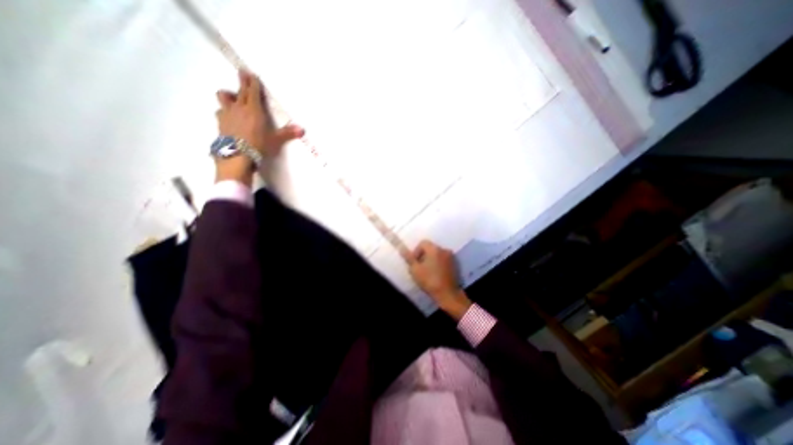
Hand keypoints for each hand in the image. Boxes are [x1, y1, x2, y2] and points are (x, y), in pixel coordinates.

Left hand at [216, 69, 303, 184]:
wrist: (237, 155)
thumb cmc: (259, 145)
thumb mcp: (275, 140)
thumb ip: (287, 133)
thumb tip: (302, 130)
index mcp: (254, 109)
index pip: (252, 91)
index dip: (252, 82)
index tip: (250, 73)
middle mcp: (239, 108)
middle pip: (239, 91)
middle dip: (242, 82)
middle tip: (243, 74)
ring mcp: (227, 114)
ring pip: (224, 97)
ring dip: (228, 96)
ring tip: (232, 99)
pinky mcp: (220, 123)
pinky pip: (220, 112)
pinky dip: (224, 111)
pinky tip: (228, 117)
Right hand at [409, 239, 468, 319]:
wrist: (447, 294)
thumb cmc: (429, 281)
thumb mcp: (415, 270)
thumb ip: (408, 257)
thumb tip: (401, 248)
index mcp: (434, 249)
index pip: (423, 243)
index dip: (416, 251)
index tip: (415, 262)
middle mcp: (444, 250)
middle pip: (430, 248)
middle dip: (423, 256)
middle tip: (419, 268)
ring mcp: (451, 257)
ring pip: (437, 254)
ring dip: (431, 260)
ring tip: (427, 272)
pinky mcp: (455, 265)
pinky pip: (443, 260)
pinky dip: (438, 264)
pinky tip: (435, 274)